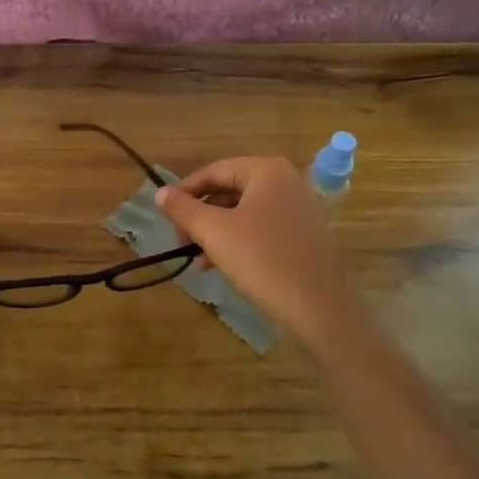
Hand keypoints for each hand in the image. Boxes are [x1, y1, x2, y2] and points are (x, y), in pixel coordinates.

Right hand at [155, 156, 358, 354]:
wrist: (318, 307)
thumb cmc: (262, 260)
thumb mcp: (213, 232)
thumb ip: (183, 209)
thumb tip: (160, 193)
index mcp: (267, 171)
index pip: (214, 171)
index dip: (185, 191)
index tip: (165, 214)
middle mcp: (287, 181)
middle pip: (230, 190)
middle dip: (201, 215)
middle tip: (181, 240)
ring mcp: (300, 207)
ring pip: (245, 211)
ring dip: (217, 231)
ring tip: (198, 259)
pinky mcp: (306, 233)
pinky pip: (263, 227)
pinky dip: (239, 240)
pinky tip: (222, 265)